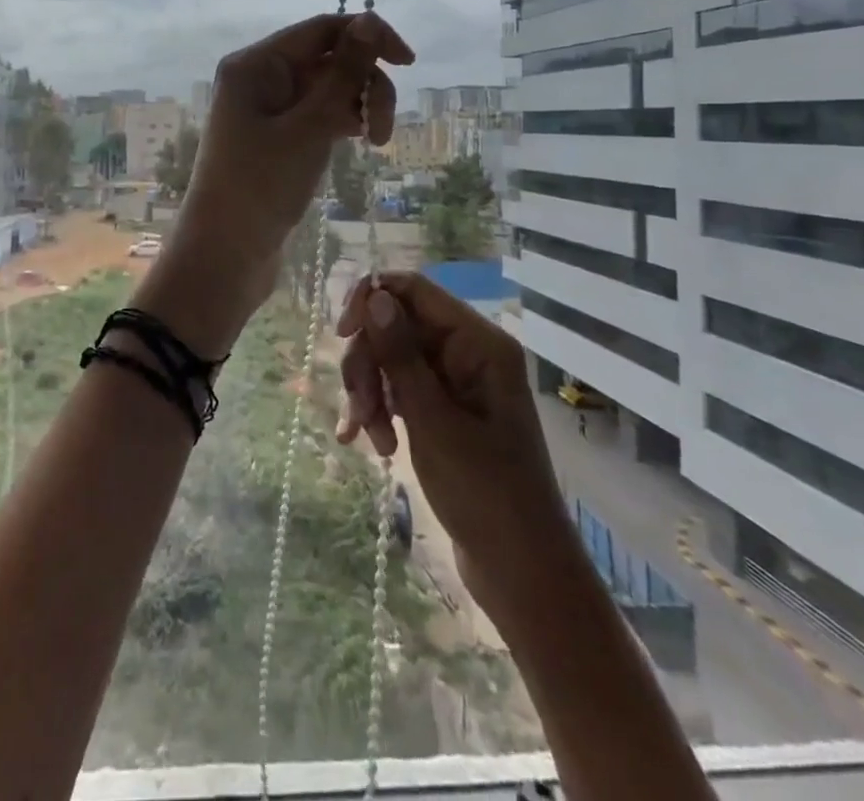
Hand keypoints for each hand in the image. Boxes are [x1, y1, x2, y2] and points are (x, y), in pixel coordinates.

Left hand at [152, 12, 412, 354]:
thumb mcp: (309, 127)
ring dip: (359, 106)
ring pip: (329, 88)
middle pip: (329, 58)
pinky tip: (363, 142)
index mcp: (255, 64)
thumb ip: (343, 73)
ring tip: (377, 143)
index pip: (322, 29)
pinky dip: (343, 122)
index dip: (369, 36)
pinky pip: (319, 113)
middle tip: (384, 131)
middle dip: (365, 84)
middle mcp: (259, 77)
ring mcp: (268, 109)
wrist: (225, 255)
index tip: (409, 63)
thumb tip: (367, 20)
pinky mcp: (278, 137)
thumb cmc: (261, 186)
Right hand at [335, 273, 565, 613]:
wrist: (522, 573)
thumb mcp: (433, 421)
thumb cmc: (485, 494)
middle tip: (359, 409)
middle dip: (369, 363)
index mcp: (478, 343)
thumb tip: (374, 296)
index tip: (341, 335)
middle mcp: (468, 351)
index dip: (371, 300)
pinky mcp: (444, 408)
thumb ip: (400, 354)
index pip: (414, 290)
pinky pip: (399, 388)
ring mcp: (455, 381)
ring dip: (370, 393)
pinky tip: (369, 444)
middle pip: (395, 325)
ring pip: (391, 358)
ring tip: (369, 439)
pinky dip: (380, 410)